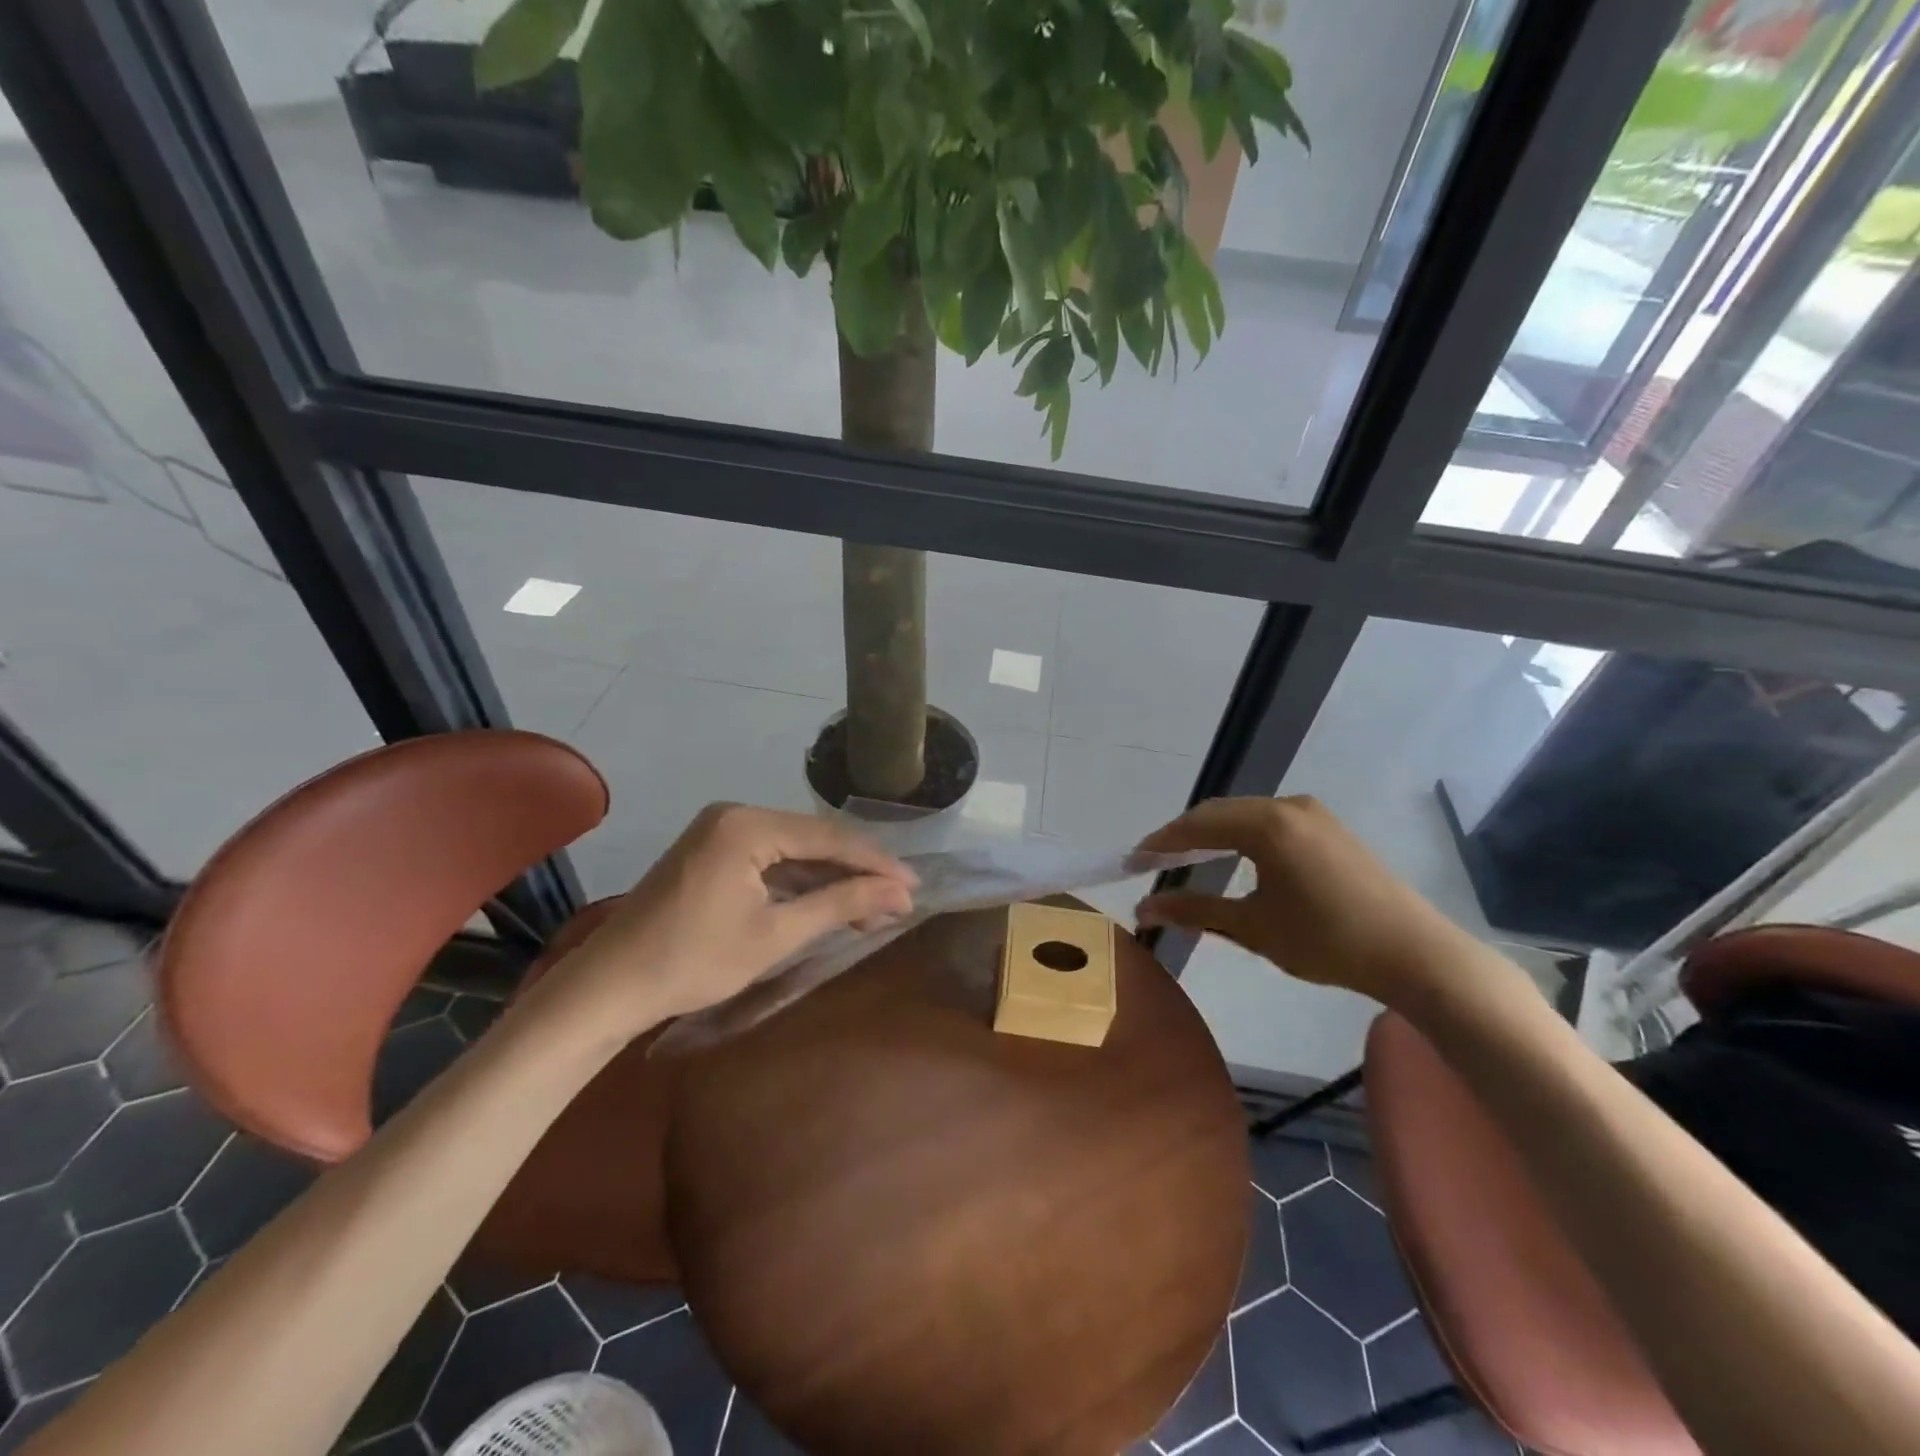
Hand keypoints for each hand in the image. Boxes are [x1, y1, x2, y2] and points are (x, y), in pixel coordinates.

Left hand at [534, 804, 916, 1034]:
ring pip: (793, 849)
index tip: (914, 885)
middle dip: (856, 872)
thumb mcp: (776, 935)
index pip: (828, 837)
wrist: (609, 986)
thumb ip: (840, 904)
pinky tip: (828, 902)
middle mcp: (735, 814)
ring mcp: (720, 830)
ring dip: (830, 878)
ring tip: (873, 908)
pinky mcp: (712, 850)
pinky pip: (770, 858)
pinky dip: (799, 882)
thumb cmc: (693, 962)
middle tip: (898, 901)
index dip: (875, 862)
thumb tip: (900, 893)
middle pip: (812, 839)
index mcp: (747, 824)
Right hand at [1135, 796, 1473, 1001]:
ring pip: (1245, 814)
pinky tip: (1233, 858)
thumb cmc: (1327, 941)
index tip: (1133, 861)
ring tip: (1187, 861)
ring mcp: (1313, 813)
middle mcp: (1288, 806)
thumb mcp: (1253, 927)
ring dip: (1212, 834)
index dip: (1161, 842)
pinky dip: (1241, 835)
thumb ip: (1194, 912)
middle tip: (1154, 861)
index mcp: (1267, 825)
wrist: (1414, 953)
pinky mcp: (1328, 827)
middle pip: (1219, 813)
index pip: (1197, 824)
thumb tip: (1144, 908)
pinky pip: (1270, 820)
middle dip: (1183, 836)